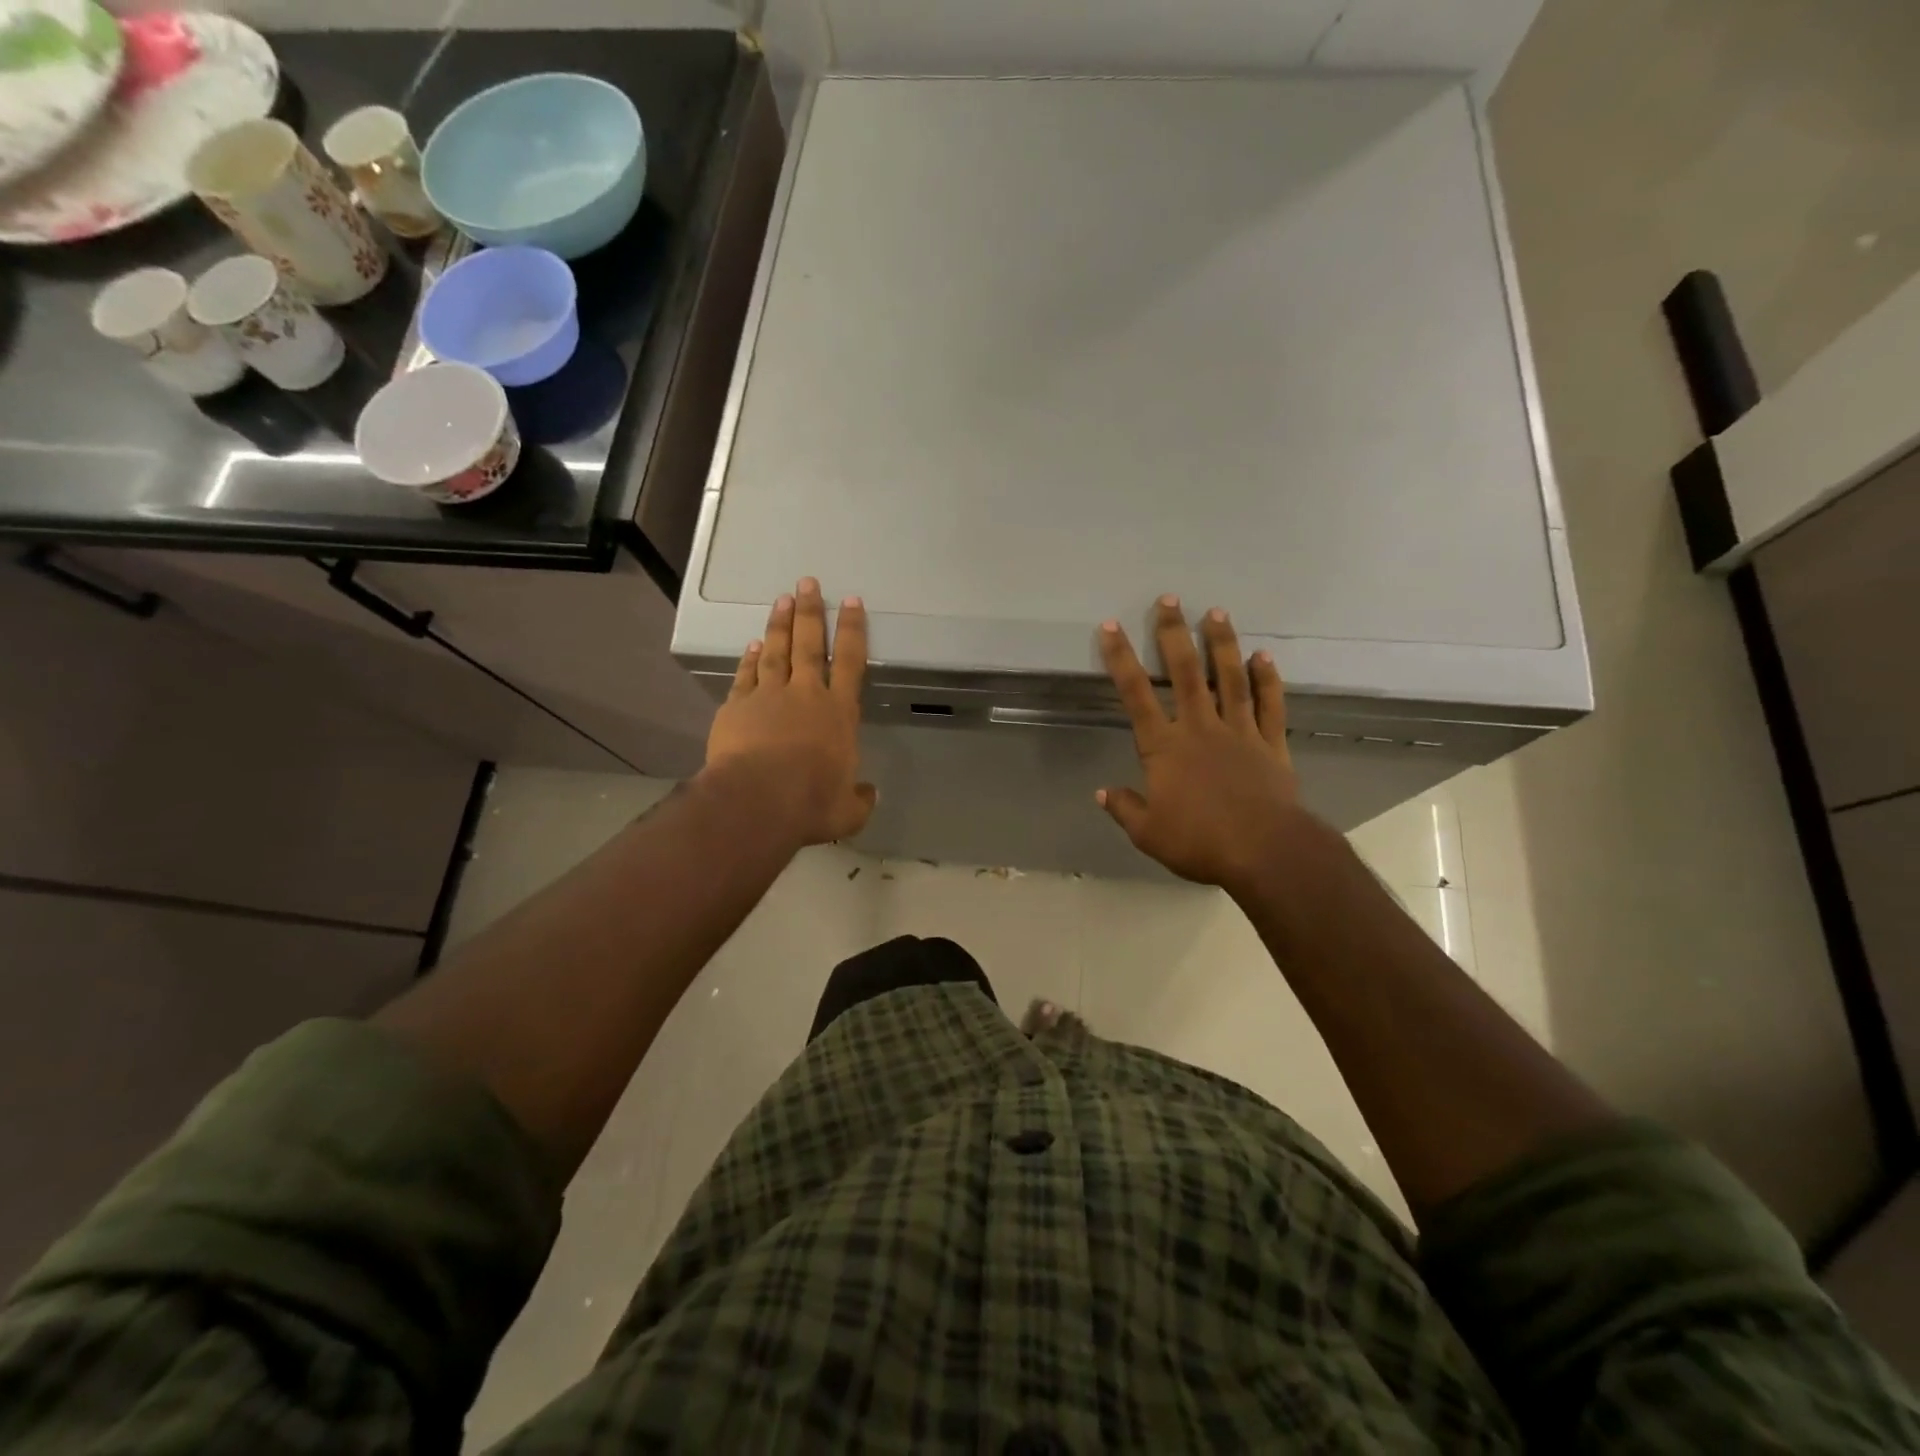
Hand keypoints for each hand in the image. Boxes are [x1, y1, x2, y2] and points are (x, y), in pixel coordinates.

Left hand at [704, 578, 875, 846]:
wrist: (758, 801)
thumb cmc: (811, 803)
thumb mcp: (847, 811)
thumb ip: (860, 799)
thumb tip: (870, 794)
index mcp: (838, 713)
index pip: (851, 661)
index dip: (852, 630)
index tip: (851, 602)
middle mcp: (806, 695)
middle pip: (810, 644)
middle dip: (811, 612)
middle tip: (808, 582)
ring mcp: (768, 696)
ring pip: (776, 651)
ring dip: (780, 624)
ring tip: (783, 599)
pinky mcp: (737, 707)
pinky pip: (746, 675)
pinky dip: (749, 658)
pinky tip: (752, 645)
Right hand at [1097, 596, 1308, 894]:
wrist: (1265, 851)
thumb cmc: (1199, 841)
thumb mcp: (1148, 833)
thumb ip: (1124, 808)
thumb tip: (1101, 792)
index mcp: (1164, 747)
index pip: (1135, 694)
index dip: (1121, 658)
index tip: (1111, 627)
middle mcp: (1199, 727)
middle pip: (1184, 672)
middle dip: (1173, 633)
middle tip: (1169, 600)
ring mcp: (1239, 731)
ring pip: (1228, 678)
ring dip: (1221, 644)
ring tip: (1216, 612)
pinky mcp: (1271, 744)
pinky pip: (1269, 705)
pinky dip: (1267, 679)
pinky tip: (1264, 657)